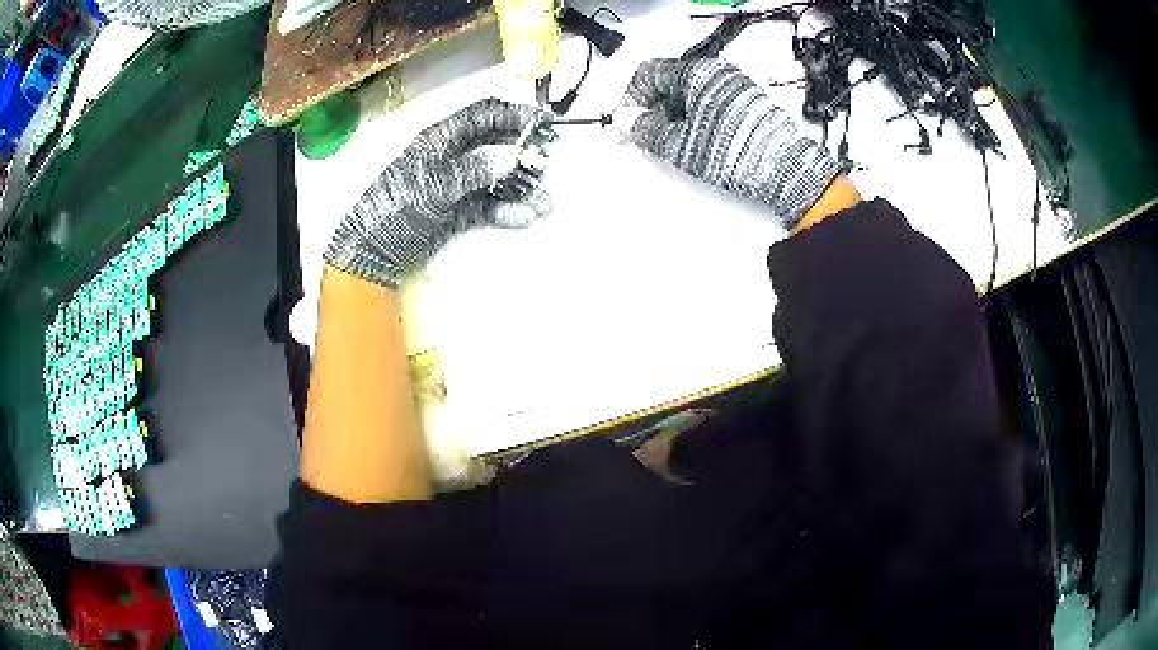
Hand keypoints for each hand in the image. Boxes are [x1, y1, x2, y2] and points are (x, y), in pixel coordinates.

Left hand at [325, 99, 551, 287]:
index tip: (545, 121)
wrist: (370, 254)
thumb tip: (510, 156)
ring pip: (495, 178)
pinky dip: (505, 210)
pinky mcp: (456, 212)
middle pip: (494, 144)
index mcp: (440, 139)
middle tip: (546, 163)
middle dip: (523, 152)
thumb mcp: (431, 187)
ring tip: (544, 201)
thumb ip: (472, 170)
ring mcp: (455, 185)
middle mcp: (451, 157)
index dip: (514, 114)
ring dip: (520, 187)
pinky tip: (522, 217)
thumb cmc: (394, 211)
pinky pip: (487, 205)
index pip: (482, 115)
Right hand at [621, 58, 840, 228]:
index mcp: (698, 73)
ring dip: (671, 116)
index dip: (630, 99)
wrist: (786, 171)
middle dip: (650, 109)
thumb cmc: (739, 153)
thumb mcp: (680, 144)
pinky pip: (708, 104)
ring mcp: (735, 87)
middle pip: (668, 83)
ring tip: (668, 144)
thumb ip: (645, 129)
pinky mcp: (746, 103)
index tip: (623, 122)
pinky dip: (693, 119)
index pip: (648, 74)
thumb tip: (626, 119)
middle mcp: (717, 73)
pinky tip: (693, 142)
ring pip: (688, 95)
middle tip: (641, 136)